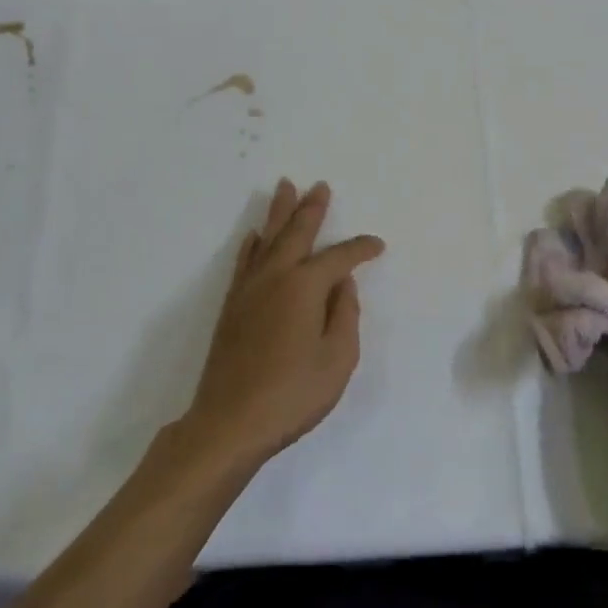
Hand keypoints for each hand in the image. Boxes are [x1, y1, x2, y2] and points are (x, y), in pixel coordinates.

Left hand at [183, 179, 384, 468]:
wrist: (230, 422)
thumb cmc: (292, 394)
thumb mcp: (338, 359)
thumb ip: (345, 315)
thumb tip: (342, 285)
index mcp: (305, 287)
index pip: (339, 258)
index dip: (361, 249)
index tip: (377, 246)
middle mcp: (275, 277)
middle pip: (296, 232)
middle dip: (311, 208)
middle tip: (320, 185)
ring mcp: (249, 290)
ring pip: (266, 239)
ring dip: (278, 213)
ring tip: (285, 187)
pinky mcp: (232, 306)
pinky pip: (245, 261)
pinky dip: (252, 244)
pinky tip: (254, 235)